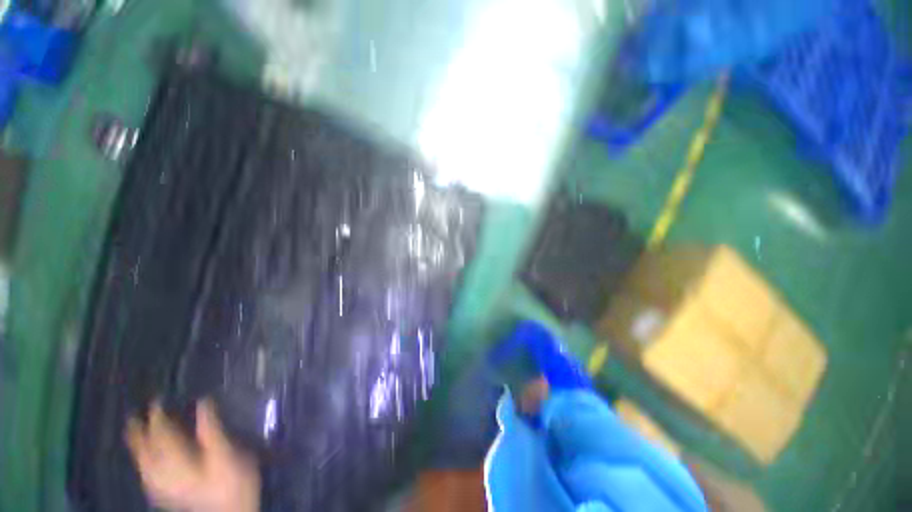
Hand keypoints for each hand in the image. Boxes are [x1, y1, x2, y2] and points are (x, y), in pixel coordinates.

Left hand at [125, 399, 260, 511]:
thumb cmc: (231, 482)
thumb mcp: (227, 453)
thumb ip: (211, 428)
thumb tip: (203, 401)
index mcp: (175, 459)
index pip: (160, 432)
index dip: (157, 414)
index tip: (158, 399)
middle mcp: (160, 471)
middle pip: (144, 448)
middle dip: (138, 430)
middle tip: (135, 414)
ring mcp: (160, 485)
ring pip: (141, 461)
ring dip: (137, 445)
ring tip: (133, 430)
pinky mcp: (165, 494)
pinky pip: (144, 473)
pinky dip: (141, 462)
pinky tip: (142, 461)